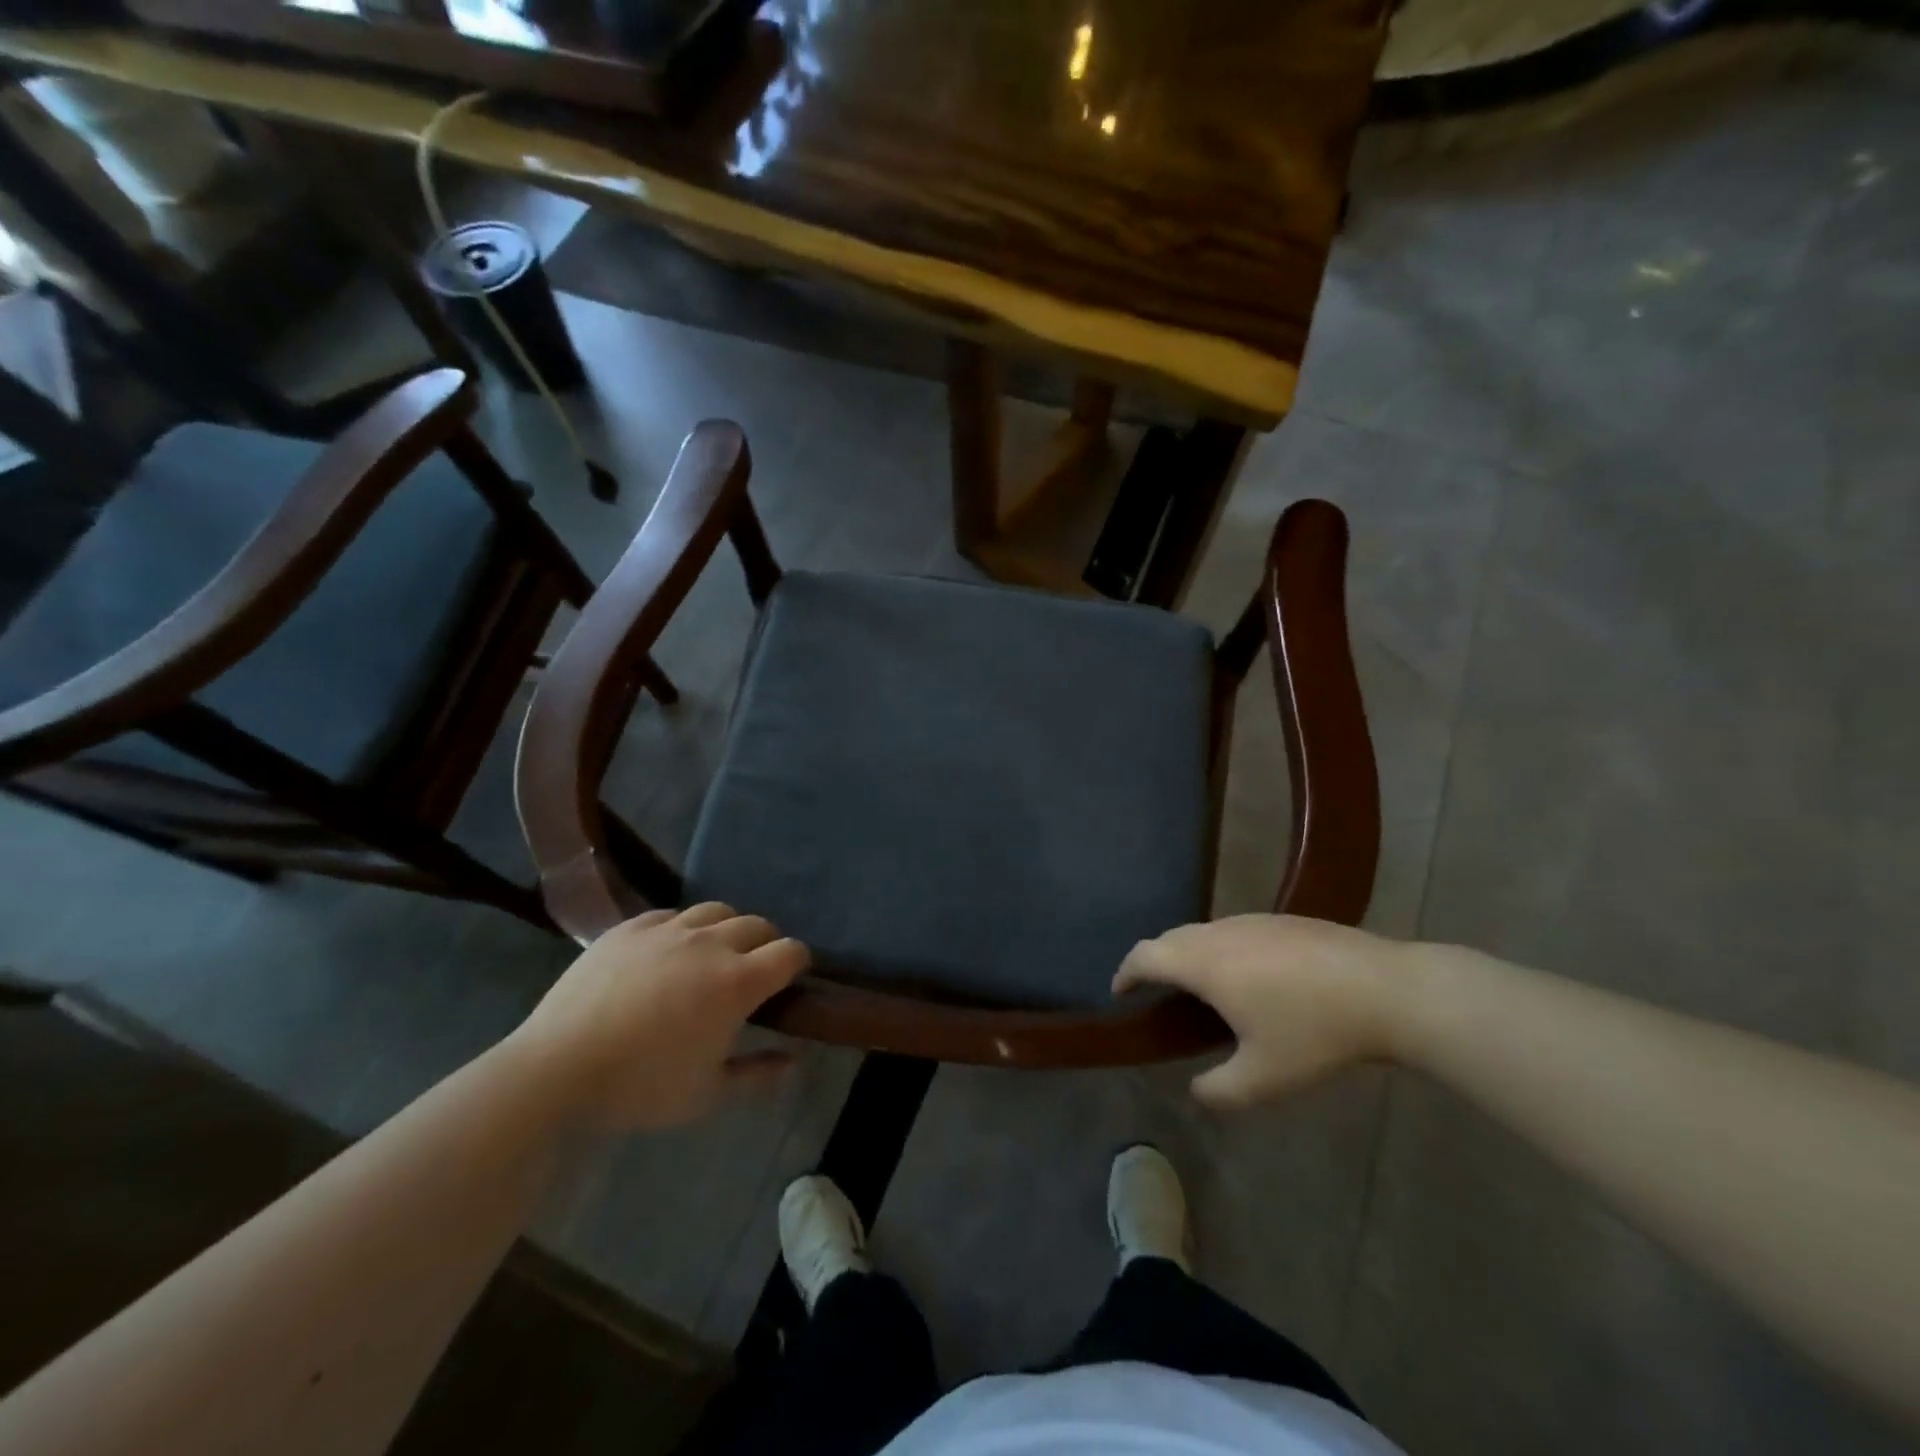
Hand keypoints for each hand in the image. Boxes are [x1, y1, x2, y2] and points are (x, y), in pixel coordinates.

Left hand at [505, 903, 809, 1130]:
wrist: (556, 1069)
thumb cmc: (639, 1086)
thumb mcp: (706, 1095)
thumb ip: (757, 1075)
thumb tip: (793, 1061)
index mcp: (737, 982)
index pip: (789, 952)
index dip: (798, 962)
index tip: (792, 979)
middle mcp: (711, 944)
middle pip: (758, 925)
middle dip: (766, 944)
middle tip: (754, 971)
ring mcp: (668, 929)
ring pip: (716, 910)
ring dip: (727, 928)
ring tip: (713, 953)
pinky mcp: (630, 927)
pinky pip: (670, 913)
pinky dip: (681, 928)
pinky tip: (667, 950)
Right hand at [1115, 914, 1412, 1108]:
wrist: (1388, 990)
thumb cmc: (1316, 1033)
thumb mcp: (1264, 1079)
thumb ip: (1219, 1091)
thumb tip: (1197, 1092)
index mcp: (1205, 963)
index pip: (1146, 956)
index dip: (1126, 972)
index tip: (1120, 992)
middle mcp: (1221, 933)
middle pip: (1171, 938)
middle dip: (1154, 962)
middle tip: (1154, 991)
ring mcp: (1254, 922)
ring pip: (1204, 932)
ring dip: (1188, 954)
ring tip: (1199, 986)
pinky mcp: (1284, 921)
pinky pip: (1234, 932)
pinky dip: (1220, 950)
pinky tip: (1249, 978)